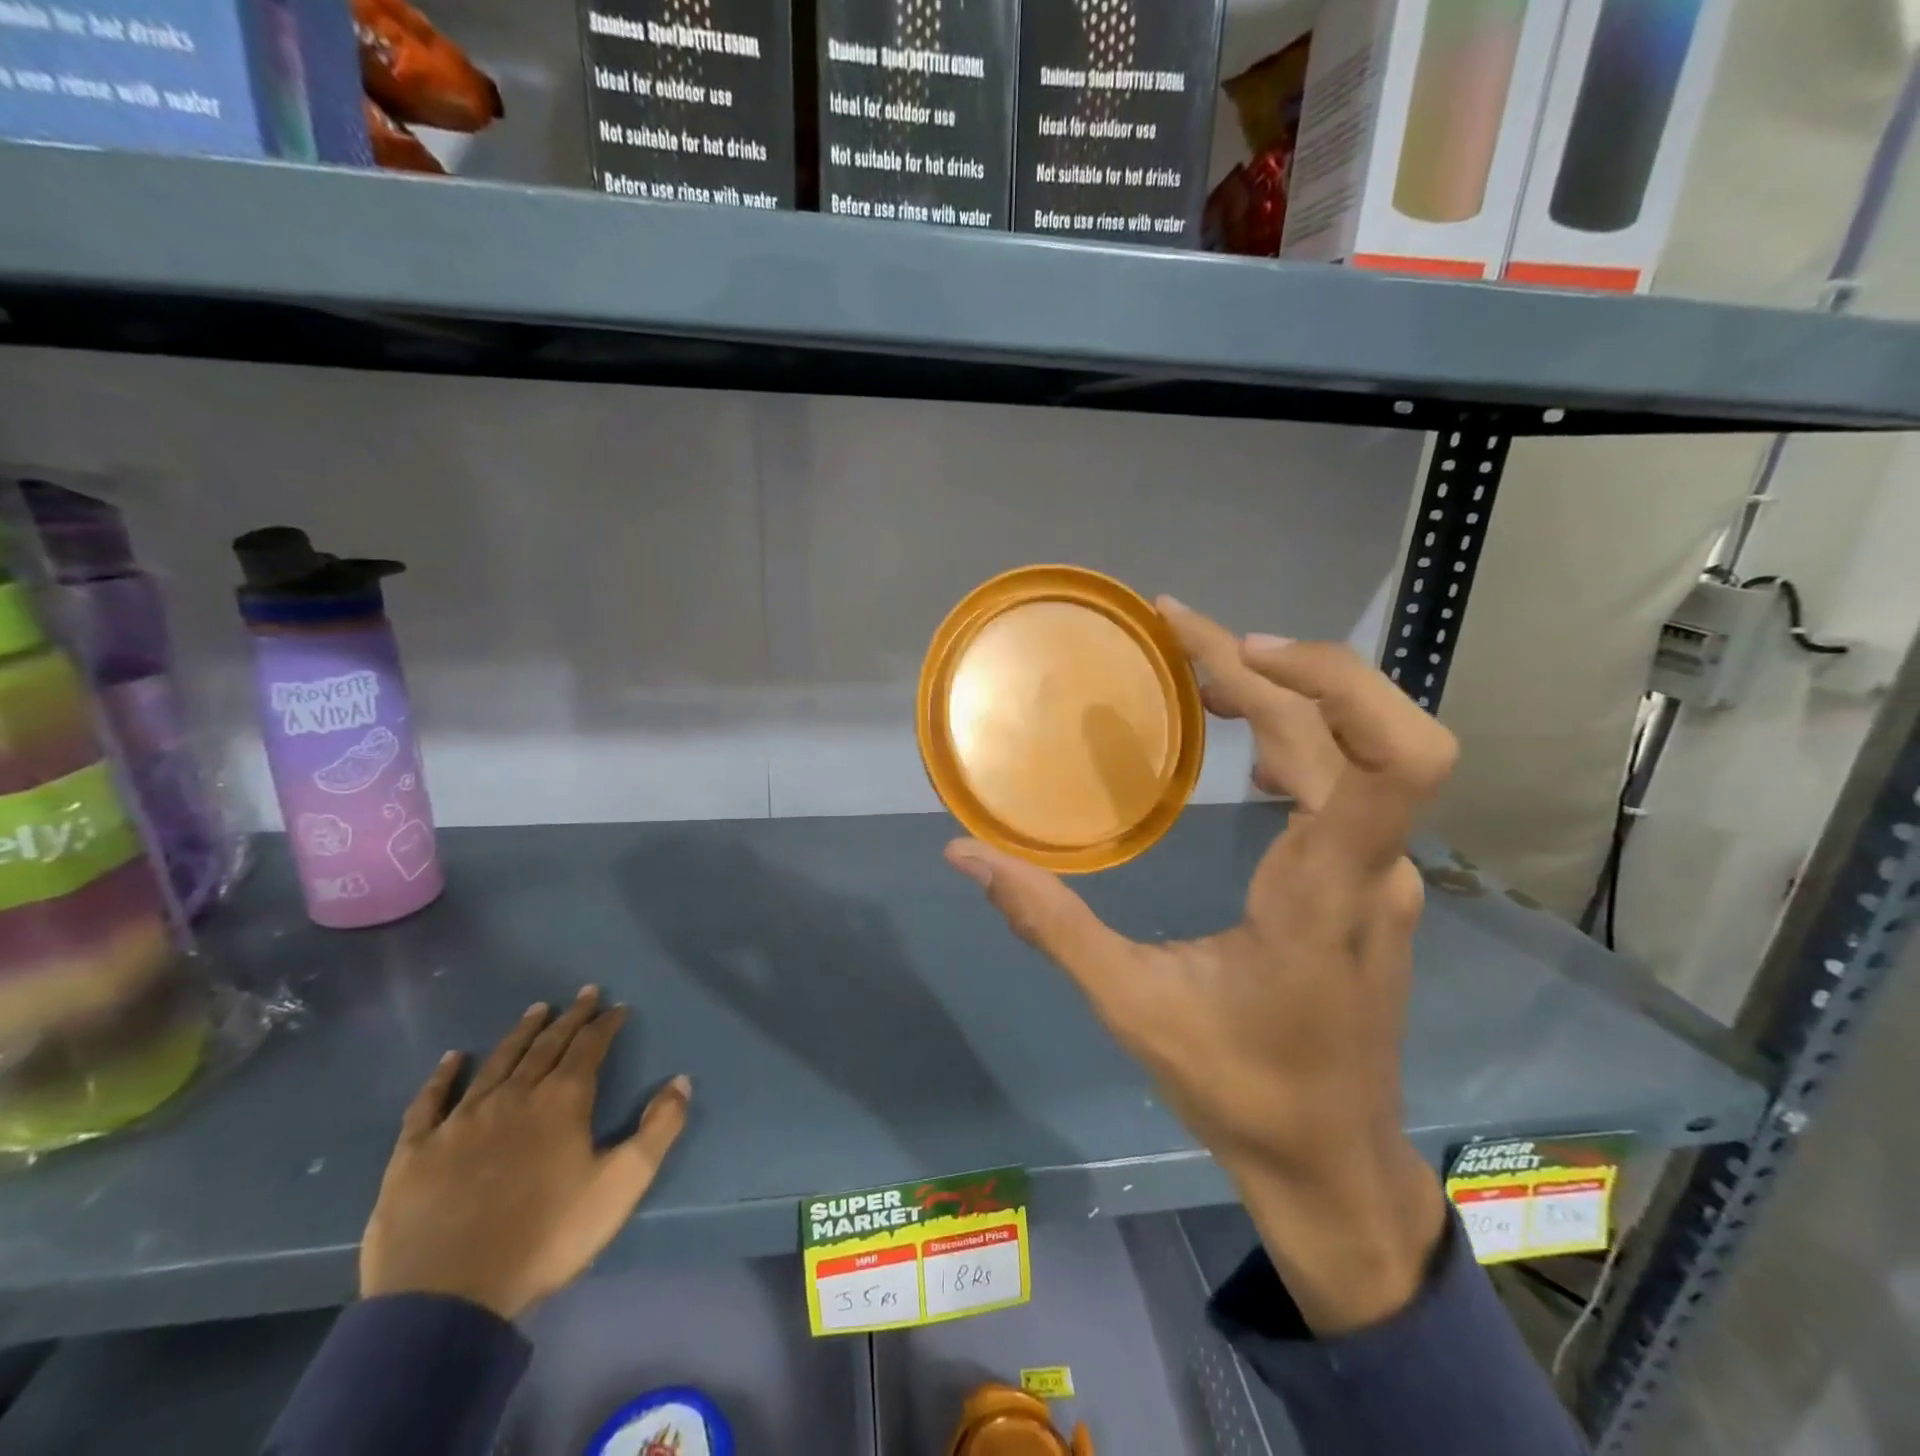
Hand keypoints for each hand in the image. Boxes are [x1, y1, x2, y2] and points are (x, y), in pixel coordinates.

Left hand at [360, 987, 690, 1319]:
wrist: (447, 1298)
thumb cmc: (546, 1237)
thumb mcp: (621, 1185)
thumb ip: (658, 1129)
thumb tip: (681, 1080)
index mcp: (561, 1101)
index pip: (589, 1047)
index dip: (606, 1024)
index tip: (618, 1007)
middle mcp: (513, 1096)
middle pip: (545, 1046)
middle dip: (570, 1017)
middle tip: (585, 994)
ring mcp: (461, 1121)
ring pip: (496, 1063)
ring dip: (520, 1034)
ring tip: (536, 1010)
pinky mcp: (416, 1151)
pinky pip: (430, 1102)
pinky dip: (442, 1076)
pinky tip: (452, 1058)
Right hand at [945, 599, 1455, 1333]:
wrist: (1332, 1162)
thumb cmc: (1240, 1090)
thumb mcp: (1130, 1006)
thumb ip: (1047, 922)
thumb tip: (965, 855)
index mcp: (1326, 889)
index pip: (1388, 757)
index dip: (1324, 680)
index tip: (1230, 649)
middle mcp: (1373, 865)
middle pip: (1364, 727)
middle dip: (1278, 662)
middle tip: (1179, 632)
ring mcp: (1381, 871)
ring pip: (1359, 745)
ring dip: (1286, 690)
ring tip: (1197, 670)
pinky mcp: (1369, 879)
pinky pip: (1347, 778)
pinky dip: (1295, 731)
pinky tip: (1236, 741)